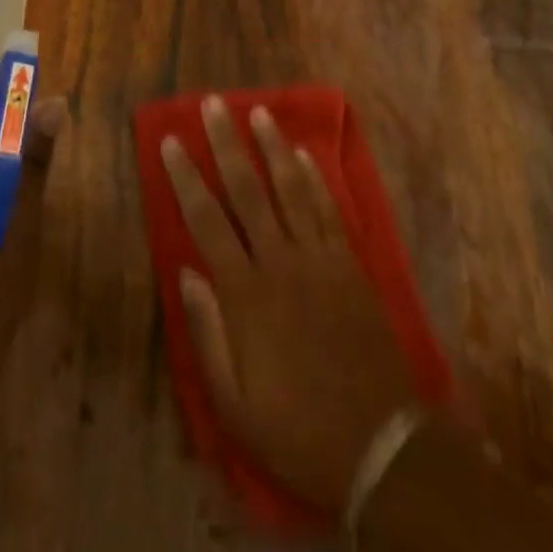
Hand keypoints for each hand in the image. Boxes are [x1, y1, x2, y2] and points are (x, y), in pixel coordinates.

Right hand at [161, 95, 415, 510]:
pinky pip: (329, 211)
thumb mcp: (234, 403)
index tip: (172, 141)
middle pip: (248, 190)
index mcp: (245, 295)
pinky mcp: (351, 266)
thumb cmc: (297, 429)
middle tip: (213, 104)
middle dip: (227, 144)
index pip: (207, 221)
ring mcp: (321, 260)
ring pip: (292, 190)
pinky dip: (315, 180)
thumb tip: (186, 271)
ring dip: (273, 148)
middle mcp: (281, 263)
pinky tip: (304, 155)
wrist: (381, 447)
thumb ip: (207, 333)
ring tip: (258, 112)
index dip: (186, 178)